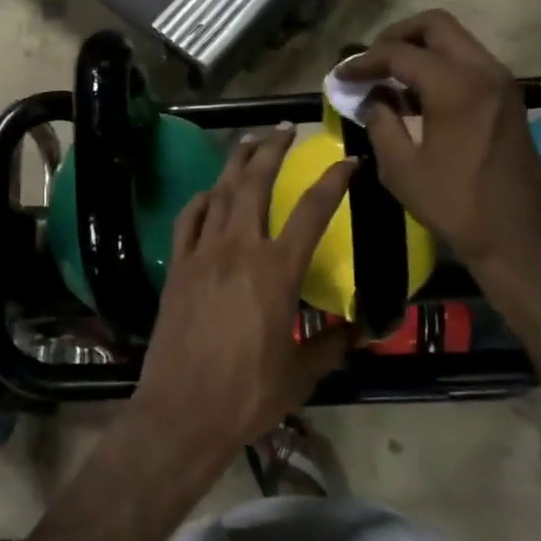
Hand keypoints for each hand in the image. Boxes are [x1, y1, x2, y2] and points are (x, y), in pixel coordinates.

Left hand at [131, 128, 354, 463]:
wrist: (182, 411)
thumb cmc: (248, 394)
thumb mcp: (302, 372)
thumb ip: (334, 343)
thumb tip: (364, 328)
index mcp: (276, 270)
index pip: (311, 211)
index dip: (333, 181)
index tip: (347, 161)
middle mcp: (238, 249)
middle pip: (255, 183)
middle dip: (272, 149)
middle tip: (285, 129)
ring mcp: (202, 254)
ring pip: (220, 193)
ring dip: (236, 163)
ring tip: (249, 141)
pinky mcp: (177, 266)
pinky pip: (188, 220)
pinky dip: (201, 200)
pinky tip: (209, 193)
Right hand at [339, 10, 540, 310]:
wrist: (519, 237)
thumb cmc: (455, 206)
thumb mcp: (401, 168)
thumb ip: (380, 122)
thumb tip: (371, 97)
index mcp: (455, 87)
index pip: (399, 53)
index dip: (364, 61)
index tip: (341, 76)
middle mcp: (483, 71)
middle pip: (434, 25)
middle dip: (396, 37)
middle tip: (370, 63)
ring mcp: (501, 81)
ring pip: (455, 40)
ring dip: (419, 49)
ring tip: (388, 78)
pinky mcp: (508, 97)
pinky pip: (468, 61)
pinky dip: (439, 65)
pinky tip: (416, 95)